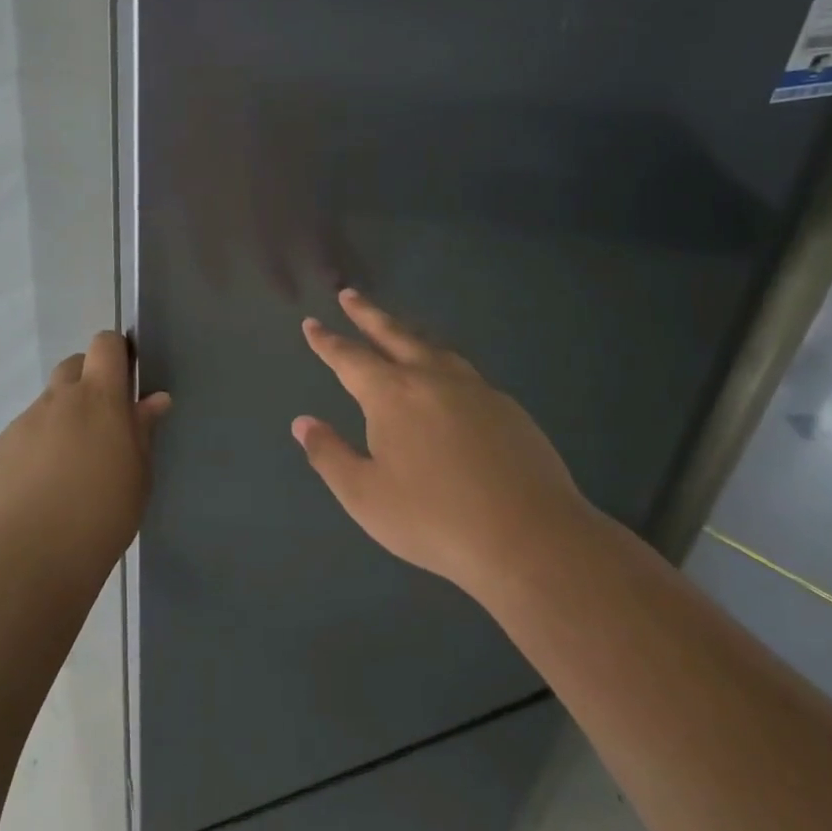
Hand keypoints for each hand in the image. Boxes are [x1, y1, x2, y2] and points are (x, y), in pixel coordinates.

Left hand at [0, 331, 170, 577]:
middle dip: (86, 384)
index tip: (124, 379)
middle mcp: (56, 400)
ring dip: (58, 424)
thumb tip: (153, 400)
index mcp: (98, 399)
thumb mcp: (138, 476)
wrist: (30, 562)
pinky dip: (30, 455)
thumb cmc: (101, 516)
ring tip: (65, 475)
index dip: (115, 353)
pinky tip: (35, 496)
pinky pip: (18, 441)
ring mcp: (20, 425)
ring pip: (44, 408)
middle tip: (98, 427)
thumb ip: (142, 431)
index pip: (105, 344)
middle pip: (71, 367)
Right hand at [293, 289, 589, 603]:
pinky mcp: (506, 407)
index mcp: (391, 394)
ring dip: (407, 333)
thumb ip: (329, 455)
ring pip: (432, 348)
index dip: (327, 341)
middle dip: (367, 314)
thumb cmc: (433, 518)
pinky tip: (446, 378)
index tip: (311, 323)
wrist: (528, 536)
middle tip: (350, 294)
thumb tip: (303, 423)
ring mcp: (473, 389)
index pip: (350, 358)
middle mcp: (430, 378)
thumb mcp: (365, 496)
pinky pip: (463, 371)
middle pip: (393, 335)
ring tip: (397, 329)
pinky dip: (442, 362)